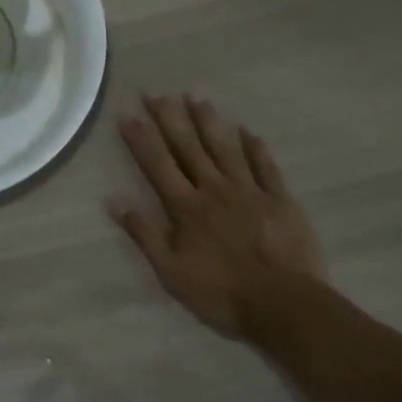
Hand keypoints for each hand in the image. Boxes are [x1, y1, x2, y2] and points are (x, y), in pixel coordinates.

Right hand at [108, 93, 327, 339]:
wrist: (288, 308)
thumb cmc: (223, 294)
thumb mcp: (171, 273)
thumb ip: (144, 234)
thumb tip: (113, 200)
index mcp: (186, 207)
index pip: (158, 164)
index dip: (141, 138)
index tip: (127, 113)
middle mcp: (214, 189)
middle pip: (188, 147)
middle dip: (170, 118)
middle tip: (157, 93)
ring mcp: (250, 192)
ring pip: (225, 148)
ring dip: (209, 122)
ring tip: (196, 96)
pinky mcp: (281, 202)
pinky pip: (266, 168)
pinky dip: (256, 148)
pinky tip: (249, 131)